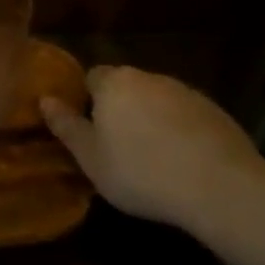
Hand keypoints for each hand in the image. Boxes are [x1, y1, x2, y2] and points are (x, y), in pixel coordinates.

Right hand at [41, 66, 264, 229]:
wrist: (219, 186)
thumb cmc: (141, 172)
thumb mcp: (91, 158)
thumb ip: (66, 126)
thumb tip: (45, 100)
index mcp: (114, 84)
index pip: (91, 77)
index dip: (87, 101)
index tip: (89, 130)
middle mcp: (149, 78)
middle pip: (126, 87)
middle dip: (119, 110)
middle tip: (117, 147)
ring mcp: (186, 92)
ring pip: (157, 101)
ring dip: (150, 120)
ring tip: (151, 159)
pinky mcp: (215, 111)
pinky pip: (185, 116)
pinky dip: (179, 132)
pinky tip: (182, 162)